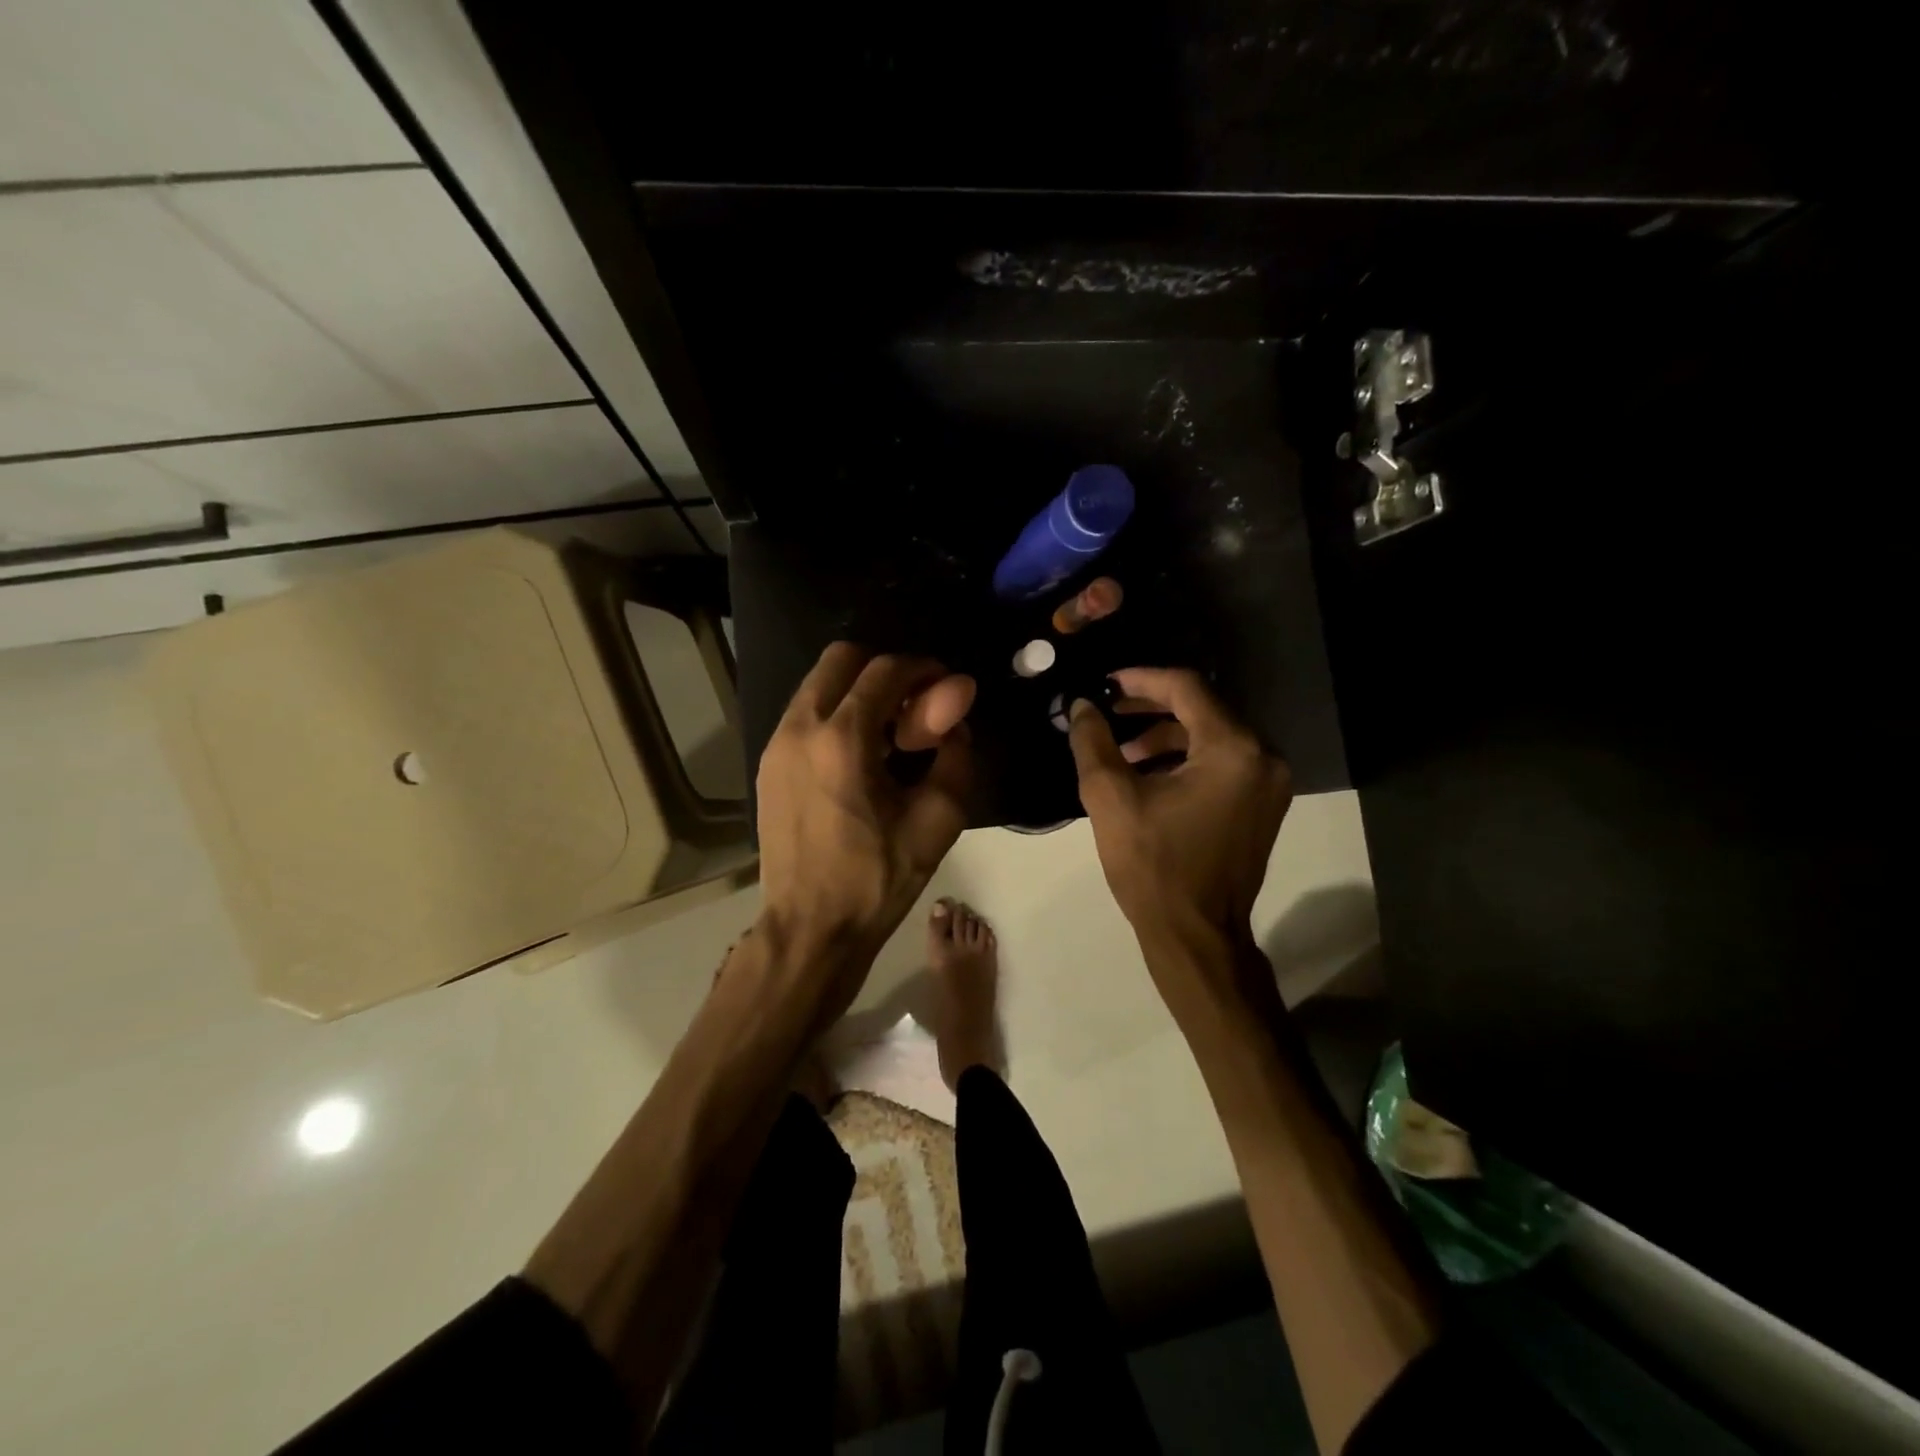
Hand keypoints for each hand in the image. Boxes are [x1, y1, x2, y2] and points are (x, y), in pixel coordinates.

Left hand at [756, 643, 974, 992]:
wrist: (810, 929)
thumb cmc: (878, 879)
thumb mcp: (937, 820)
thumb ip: (955, 753)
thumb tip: (957, 707)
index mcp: (842, 739)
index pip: (885, 670)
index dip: (923, 669)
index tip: (947, 689)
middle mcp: (800, 728)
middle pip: (842, 658)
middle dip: (885, 669)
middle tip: (916, 705)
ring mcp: (776, 744)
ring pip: (819, 683)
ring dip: (859, 690)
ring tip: (891, 733)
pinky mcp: (767, 764)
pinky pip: (805, 713)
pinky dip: (837, 713)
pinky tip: (861, 753)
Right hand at [1068, 668, 1291, 952]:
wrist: (1196, 936)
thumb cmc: (1153, 865)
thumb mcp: (1111, 798)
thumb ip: (1093, 741)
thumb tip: (1082, 705)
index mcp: (1233, 750)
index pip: (1186, 689)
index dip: (1140, 679)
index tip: (1104, 684)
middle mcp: (1263, 757)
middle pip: (1202, 710)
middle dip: (1150, 708)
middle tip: (1107, 712)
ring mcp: (1268, 784)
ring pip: (1212, 736)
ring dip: (1165, 737)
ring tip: (1120, 751)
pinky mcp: (1262, 805)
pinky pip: (1222, 763)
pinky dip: (1185, 760)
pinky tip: (1147, 775)